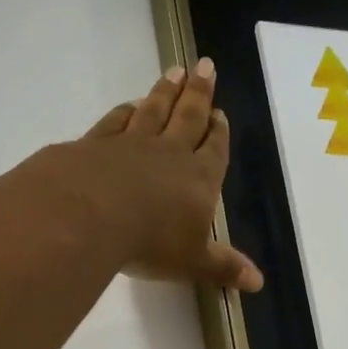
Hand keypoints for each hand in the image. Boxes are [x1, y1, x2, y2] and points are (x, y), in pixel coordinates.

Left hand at [62, 58, 262, 291]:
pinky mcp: (94, 144)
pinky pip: (115, 121)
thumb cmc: (151, 241)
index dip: (218, 132)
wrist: (89, 215)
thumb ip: (223, 267)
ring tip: (174, 72)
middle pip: (188, 116)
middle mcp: (169, 154)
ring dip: (165, 91)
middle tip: (205, 66)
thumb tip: (258, 283)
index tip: (220, 113)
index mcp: (199, 178)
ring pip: (153, 110)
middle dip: (199, 93)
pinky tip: (129, 104)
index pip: (214, 150)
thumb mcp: (193, 262)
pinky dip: (125, 111)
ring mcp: (130, 144)